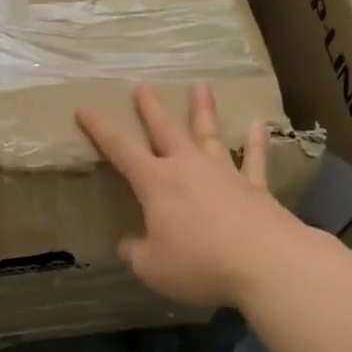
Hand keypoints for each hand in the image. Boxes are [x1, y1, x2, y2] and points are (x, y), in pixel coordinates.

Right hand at [76, 83, 303, 307]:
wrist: (266, 262)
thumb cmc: (199, 263)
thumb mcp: (152, 267)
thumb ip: (136, 252)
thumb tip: (129, 244)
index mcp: (156, 183)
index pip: (120, 148)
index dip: (100, 127)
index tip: (85, 108)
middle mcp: (188, 167)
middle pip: (166, 129)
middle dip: (151, 108)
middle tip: (144, 86)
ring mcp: (224, 173)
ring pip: (209, 134)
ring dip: (203, 109)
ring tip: (201, 85)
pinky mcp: (255, 187)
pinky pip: (254, 159)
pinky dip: (256, 142)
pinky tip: (258, 125)